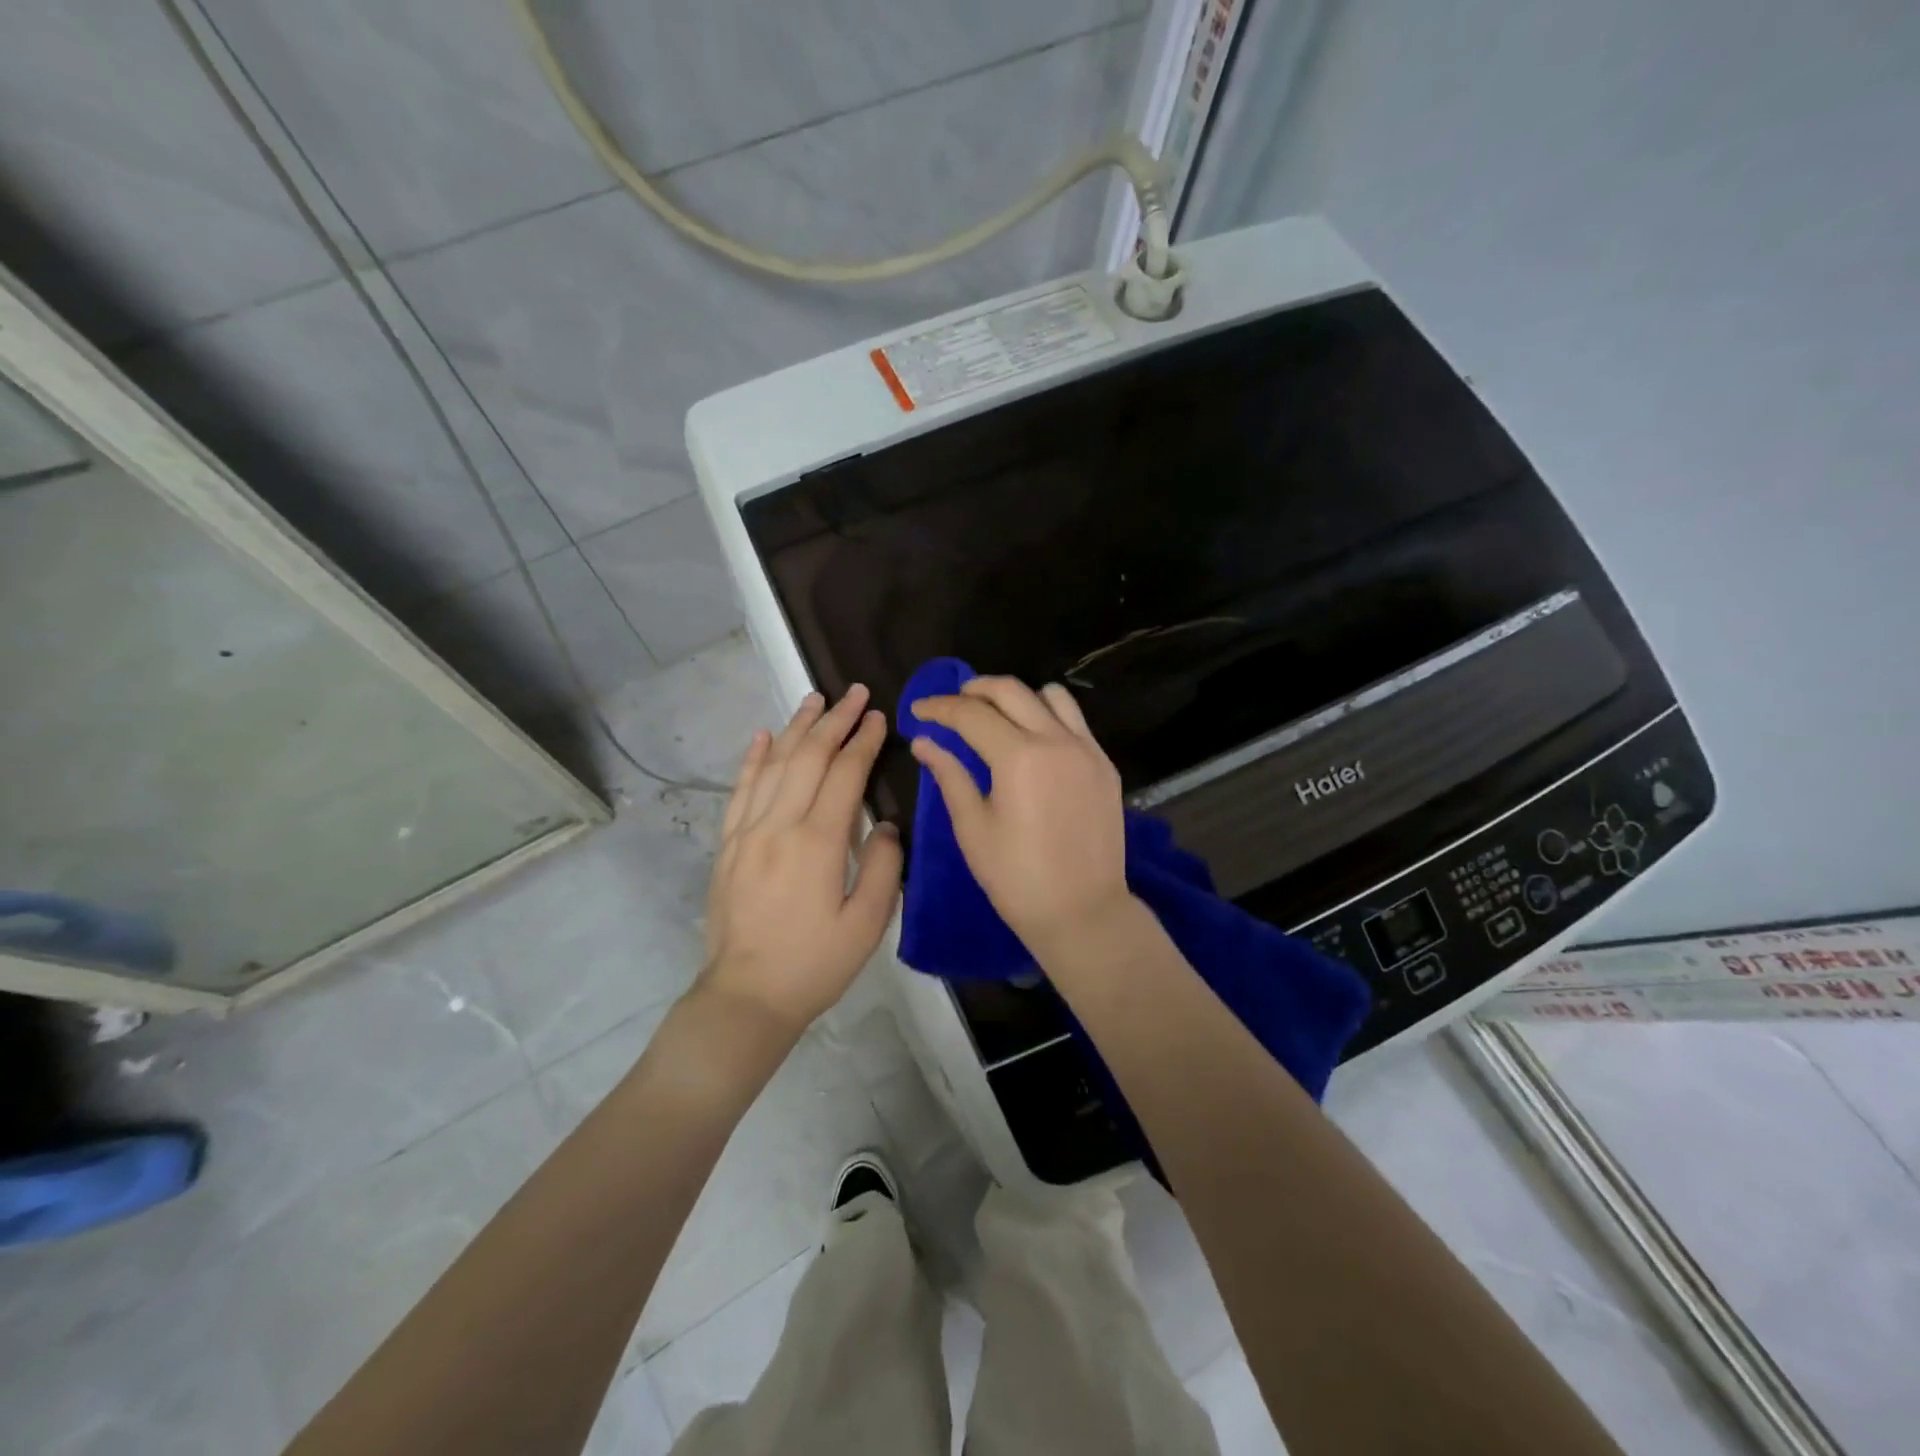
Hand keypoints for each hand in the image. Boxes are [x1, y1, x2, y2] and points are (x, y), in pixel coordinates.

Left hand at [700, 685, 902, 1033]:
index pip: (844, 775)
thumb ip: (883, 866)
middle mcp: (778, 825)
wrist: (747, 997)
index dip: (863, 742)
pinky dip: (753, 759)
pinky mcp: (728, 845)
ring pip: (773, 765)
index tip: (879, 716)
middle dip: (834, 721)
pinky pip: (740, 790)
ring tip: (815, 699)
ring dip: (797, 728)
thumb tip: (883, 824)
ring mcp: (747, 832)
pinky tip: (763, 736)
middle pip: (808, 758)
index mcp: (817, 843)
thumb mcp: (867, 924)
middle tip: (854, 692)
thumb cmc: (815, 964)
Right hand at [909, 677, 1130, 950]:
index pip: (971, 714)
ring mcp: (1087, 750)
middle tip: (952, 704)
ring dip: (1017, 696)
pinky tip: (1032, 739)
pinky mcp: (1105, 765)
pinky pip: (1075, 721)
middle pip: (1011, 691)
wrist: (1083, 911)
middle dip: (975, 689)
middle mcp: (1056, 740)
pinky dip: (1048, 715)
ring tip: (995, 715)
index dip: (940, 707)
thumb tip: (924, 742)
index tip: (918, 711)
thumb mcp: (973, 828)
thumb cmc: (1017, 878)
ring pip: (1051, 696)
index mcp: (1019, 757)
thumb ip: (950, 776)